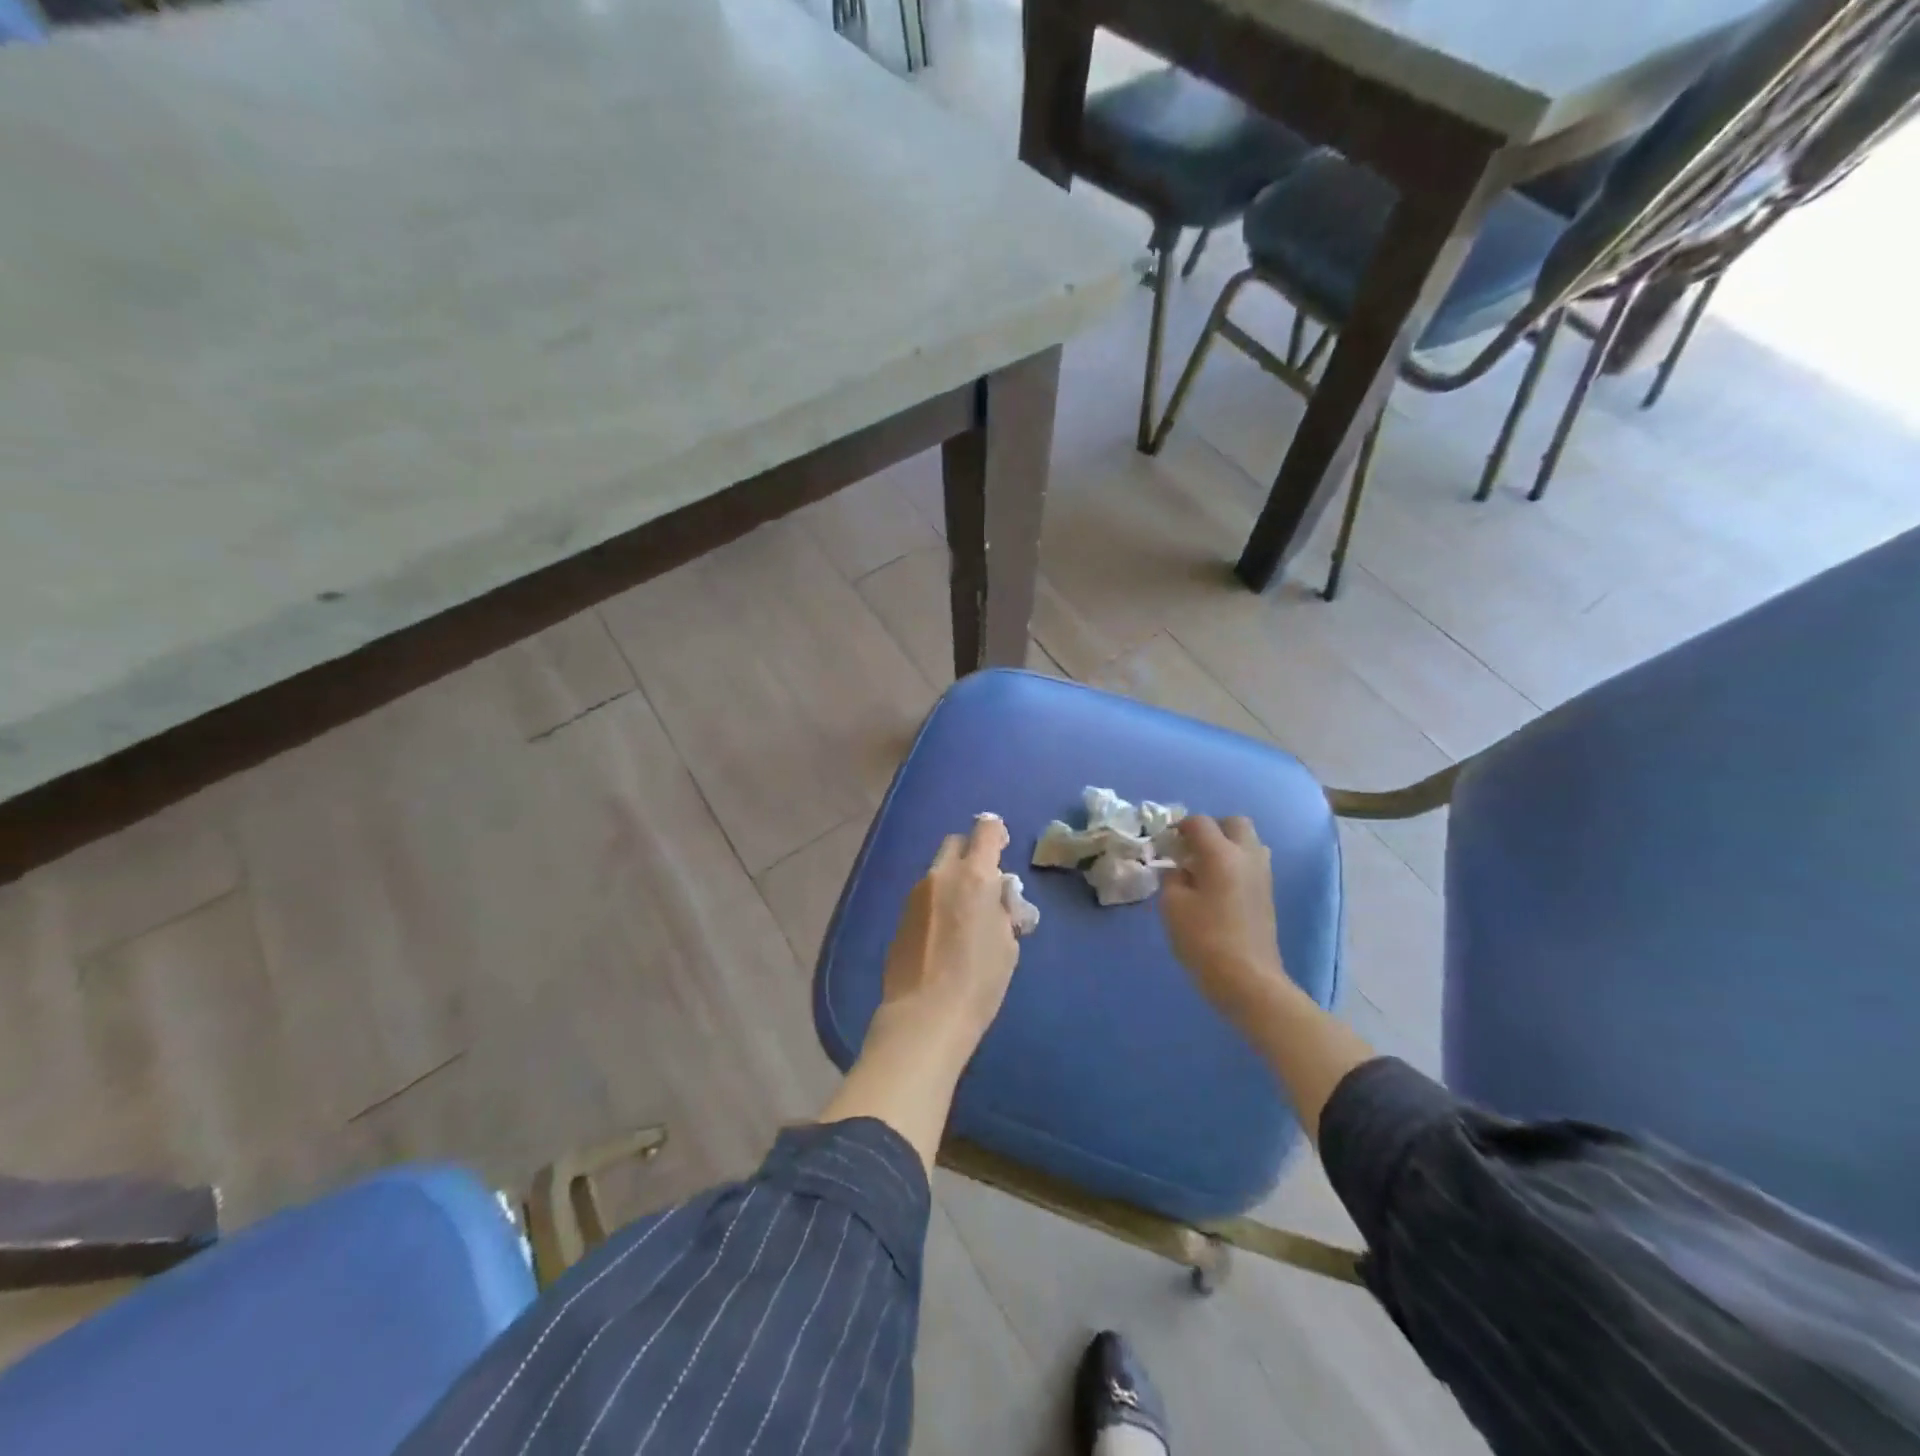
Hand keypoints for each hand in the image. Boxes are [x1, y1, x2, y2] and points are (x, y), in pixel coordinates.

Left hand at [880, 814, 1020, 1045]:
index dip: (996, 833)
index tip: (1002, 848)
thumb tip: (996, 896)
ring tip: (964, 915)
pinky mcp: (900, 916)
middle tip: (984, 882)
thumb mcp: (1007, 943)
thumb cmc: (979, 980)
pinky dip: (937, 902)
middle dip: (971, 852)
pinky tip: (943, 935)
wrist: (925, 1014)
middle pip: (955, 842)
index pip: (986, 830)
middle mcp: (941, 875)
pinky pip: (924, 896)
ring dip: (952, 879)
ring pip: (938, 870)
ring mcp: (915, 894)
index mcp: (974, 876)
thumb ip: (1002, 908)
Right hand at [1160, 815, 1286, 1015]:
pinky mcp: (1267, 894)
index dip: (1179, 827)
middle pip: (1234, 823)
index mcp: (1221, 854)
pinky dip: (1235, 864)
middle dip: (1211, 829)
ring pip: (1248, 842)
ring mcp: (1262, 875)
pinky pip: (1252, 863)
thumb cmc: (1204, 940)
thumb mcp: (1172, 905)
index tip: (1165, 842)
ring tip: (1204, 868)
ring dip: (1227, 845)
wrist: (1248, 980)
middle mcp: (1247, 856)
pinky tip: (1217, 887)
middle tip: (1190, 849)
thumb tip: (1180, 869)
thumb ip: (1173, 877)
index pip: (1200, 822)